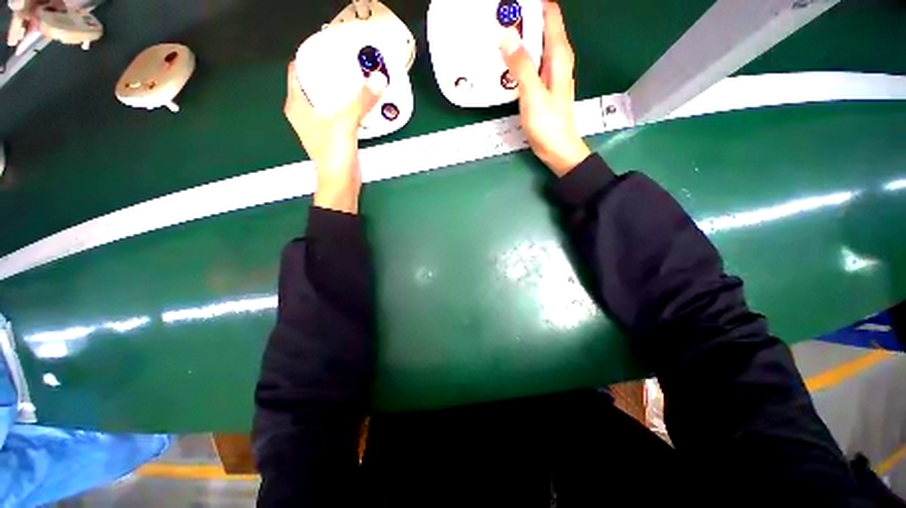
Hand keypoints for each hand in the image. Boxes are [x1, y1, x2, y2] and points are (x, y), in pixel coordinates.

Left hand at [284, 62, 386, 213]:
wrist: (341, 182)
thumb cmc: (332, 153)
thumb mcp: (345, 122)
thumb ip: (361, 100)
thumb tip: (377, 79)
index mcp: (297, 104)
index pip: (297, 70)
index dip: (310, 57)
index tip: (328, 48)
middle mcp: (305, 113)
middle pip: (314, 83)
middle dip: (329, 72)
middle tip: (346, 62)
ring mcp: (318, 125)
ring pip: (327, 98)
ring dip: (340, 90)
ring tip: (355, 79)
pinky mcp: (332, 134)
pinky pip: (338, 112)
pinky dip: (347, 105)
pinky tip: (359, 102)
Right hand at [500, 2, 590, 176]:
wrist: (557, 149)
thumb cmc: (548, 124)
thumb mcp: (533, 94)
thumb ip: (521, 66)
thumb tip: (507, 36)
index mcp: (558, 55)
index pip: (551, 15)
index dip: (534, 4)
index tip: (513, 3)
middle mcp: (556, 59)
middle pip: (541, 28)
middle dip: (522, 19)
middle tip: (499, 17)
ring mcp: (549, 73)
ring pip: (535, 45)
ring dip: (519, 39)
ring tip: (498, 34)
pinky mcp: (542, 86)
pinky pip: (530, 63)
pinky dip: (518, 58)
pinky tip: (505, 63)